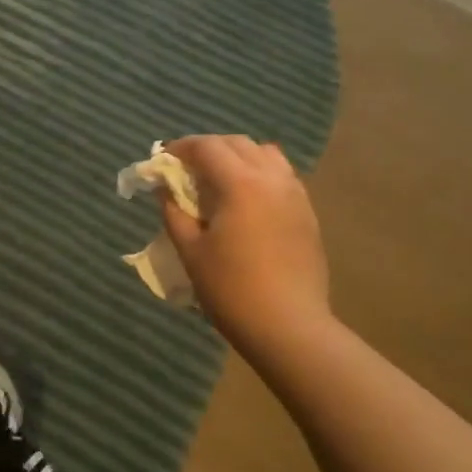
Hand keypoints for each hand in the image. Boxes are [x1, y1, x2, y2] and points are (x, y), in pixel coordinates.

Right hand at [162, 135, 330, 354]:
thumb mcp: (191, 251)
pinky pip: (282, 176)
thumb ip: (174, 212)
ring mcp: (295, 194)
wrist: (289, 327)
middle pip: (237, 144)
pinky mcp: (307, 213)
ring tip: (220, 180)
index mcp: (240, 183)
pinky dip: (260, 174)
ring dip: (238, 157)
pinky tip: (247, 201)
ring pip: (265, 154)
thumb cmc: (232, 290)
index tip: (164, 159)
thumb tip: (165, 188)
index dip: (182, 147)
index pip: (207, 146)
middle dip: (209, 149)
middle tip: (187, 169)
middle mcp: (272, 178)